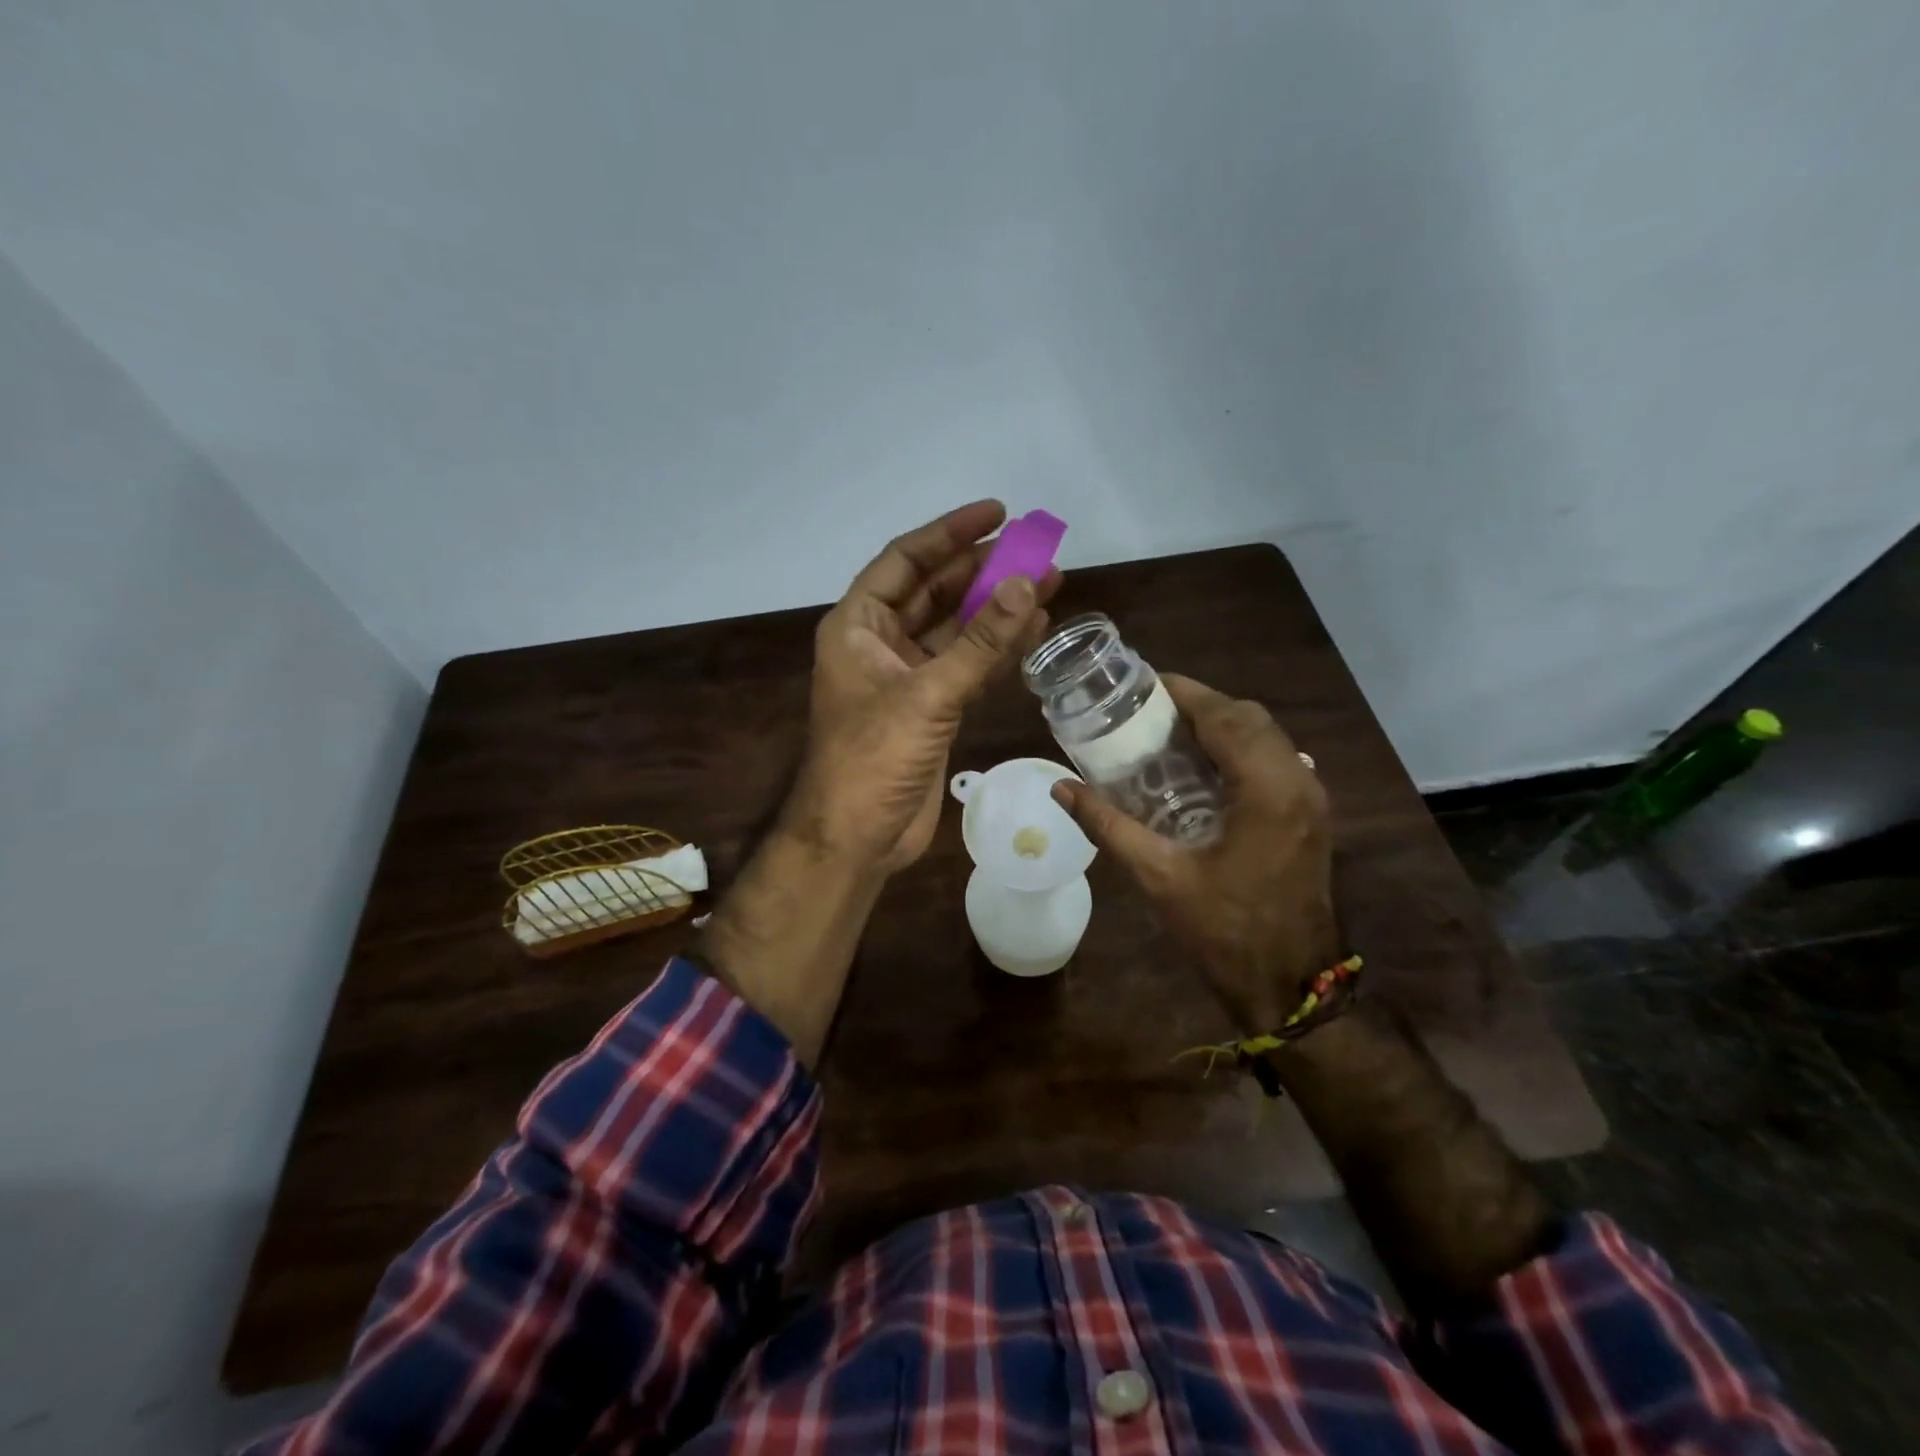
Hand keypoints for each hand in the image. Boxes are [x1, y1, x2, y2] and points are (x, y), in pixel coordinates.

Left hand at [783, 500, 1058, 874]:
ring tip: (1049, 583)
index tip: (998, 511)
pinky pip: (967, 667)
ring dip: (997, 610)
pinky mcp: (930, 709)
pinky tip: (1034, 632)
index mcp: (858, 626)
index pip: (905, 561)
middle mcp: (880, 644)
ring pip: (956, 630)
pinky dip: (997, 652)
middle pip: (935, 591)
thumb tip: (1026, 584)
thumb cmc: (873, 759)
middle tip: (1036, 550)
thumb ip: (979, 642)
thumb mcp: (927, 694)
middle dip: (983, 571)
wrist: (857, 838)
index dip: (949, 533)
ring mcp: (907, 678)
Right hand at [1052, 675, 1340, 1035]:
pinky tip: (1202, 770)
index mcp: (1266, 788)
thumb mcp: (1159, 877)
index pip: (1225, 716)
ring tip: (1169, 735)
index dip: (1183, 693)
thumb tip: (1060, 788)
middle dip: (1200, 705)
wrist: (1292, 987)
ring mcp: (1312, 799)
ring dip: (1222, 726)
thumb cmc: (1225, 931)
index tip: (1142, 686)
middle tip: (1148, 713)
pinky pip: (1275, 760)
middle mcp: (1298, 781)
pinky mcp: (1310, 816)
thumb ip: (1108, 825)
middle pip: (1249, 718)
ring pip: (1267, 737)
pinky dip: (1239, 749)